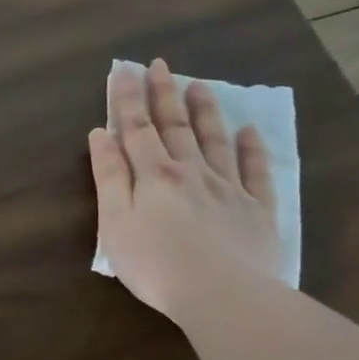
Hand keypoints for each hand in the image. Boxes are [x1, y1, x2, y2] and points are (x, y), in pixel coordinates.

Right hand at [88, 59, 283, 320]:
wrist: (222, 294)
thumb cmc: (156, 264)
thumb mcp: (116, 223)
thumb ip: (110, 177)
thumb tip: (101, 134)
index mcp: (155, 176)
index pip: (137, 129)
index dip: (128, 99)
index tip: (123, 71)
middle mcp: (192, 172)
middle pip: (176, 127)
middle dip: (164, 95)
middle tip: (160, 65)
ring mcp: (229, 188)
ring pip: (215, 141)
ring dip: (205, 112)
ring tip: (198, 86)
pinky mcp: (257, 210)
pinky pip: (256, 171)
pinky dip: (252, 149)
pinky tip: (250, 132)